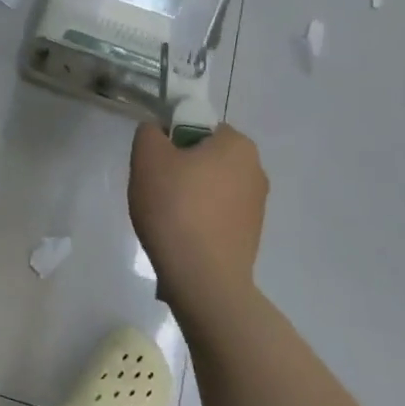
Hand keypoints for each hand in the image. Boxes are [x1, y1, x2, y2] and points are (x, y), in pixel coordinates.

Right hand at [128, 121, 268, 315]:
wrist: (203, 278)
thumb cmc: (175, 207)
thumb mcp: (147, 156)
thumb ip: (149, 132)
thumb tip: (158, 134)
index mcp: (238, 144)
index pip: (198, 127)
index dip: (172, 140)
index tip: (156, 163)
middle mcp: (256, 170)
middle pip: (205, 157)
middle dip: (181, 169)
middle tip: (156, 188)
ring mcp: (257, 207)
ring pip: (211, 188)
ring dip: (189, 196)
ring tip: (166, 218)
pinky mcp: (251, 237)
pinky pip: (217, 216)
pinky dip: (199, 221)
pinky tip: (181, 237)